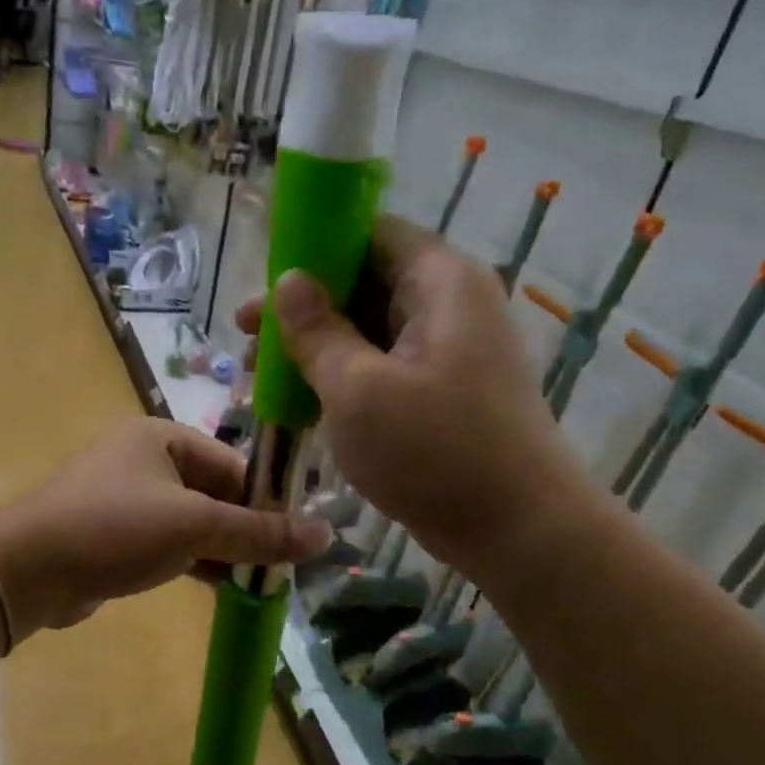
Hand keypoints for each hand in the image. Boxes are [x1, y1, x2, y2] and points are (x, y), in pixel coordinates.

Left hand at [0, 418, 330, 634]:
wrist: (29, 569)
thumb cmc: (114, 528)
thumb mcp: (194, 526)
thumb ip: (259, 532)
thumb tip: (327, 535)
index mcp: (163, 437)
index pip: (233, 465)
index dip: (267, 502)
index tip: (296, 540)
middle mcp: (144, 459)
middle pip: (214, 493)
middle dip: (246, 530)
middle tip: (281, 568)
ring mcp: (126, 497)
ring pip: (192, 521)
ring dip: (223, 550)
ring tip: (260, 582)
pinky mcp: (115, 533)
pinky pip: (168, 541)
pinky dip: (195, 560)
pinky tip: (223, 587)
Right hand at [237, 216, 588, 571]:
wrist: (518, 531)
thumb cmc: (433, 451)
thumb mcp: (356, 388)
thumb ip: (316, 330)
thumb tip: (287, 280)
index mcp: (439, 282)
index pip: (369, 233)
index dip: (312, 249)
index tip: (264, 284)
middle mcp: (450, 302)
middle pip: (364, 280)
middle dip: (303, 306)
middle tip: (246, 338)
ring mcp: (449, 347)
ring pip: (369, 326)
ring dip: (316, 345)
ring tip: (261, 375)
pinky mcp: (444, 387)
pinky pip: (383, 363)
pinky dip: (341, 374)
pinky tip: (300, 400)